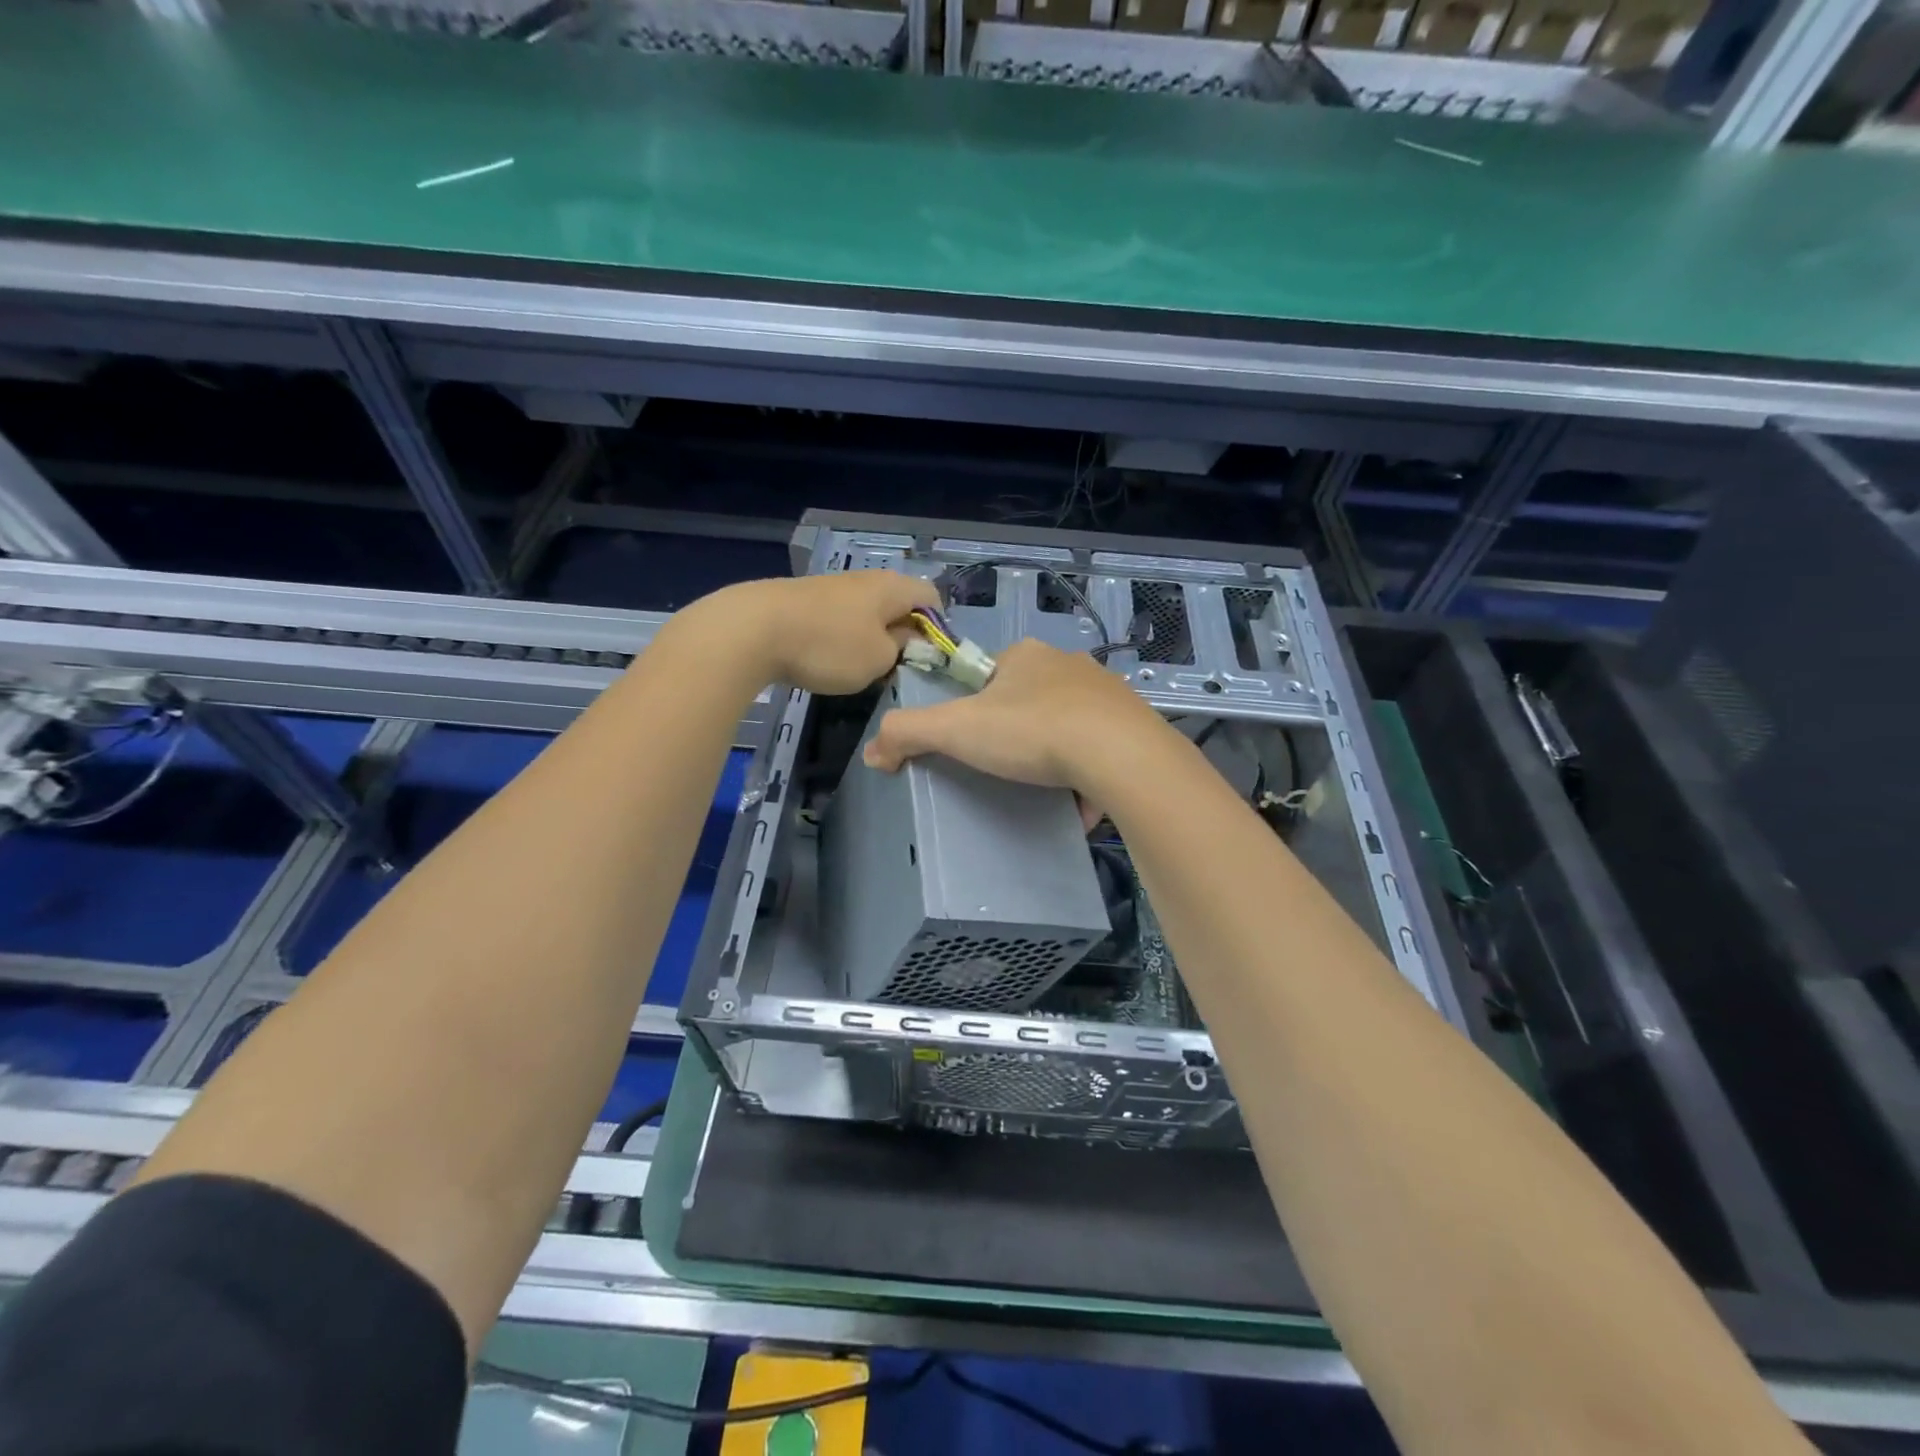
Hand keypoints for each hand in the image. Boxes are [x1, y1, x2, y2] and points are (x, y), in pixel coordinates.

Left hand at [702, 571, 940, 694]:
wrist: (753, 630)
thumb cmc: (829, 646)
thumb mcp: (879, 659)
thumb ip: (900, 649)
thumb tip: (901, 638)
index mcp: (893, 587)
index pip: (932, 597)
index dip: (936, 627)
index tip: (926, 657)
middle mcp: (866, 579)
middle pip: (897, 603)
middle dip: (901, 633)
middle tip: (894, 667)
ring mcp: (832, 586)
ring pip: (866, 611)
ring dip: (869, 637)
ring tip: (858, 667)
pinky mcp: (804, 599)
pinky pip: (837, 617)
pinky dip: (840, 636)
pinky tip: (826, 658)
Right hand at [863, 638, 1172, 795]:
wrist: (1120, 755)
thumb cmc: (1031, 732)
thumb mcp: (957, 729)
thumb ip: (909, 733)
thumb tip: (872, 751)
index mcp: (1026, 656)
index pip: (989, 673)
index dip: (976, 704)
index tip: (974, 738)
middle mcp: (1069, 664)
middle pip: (1030, 696)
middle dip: (1017, 727)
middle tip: (1007, 765)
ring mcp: (1107, 694)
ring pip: (1069, 721)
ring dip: (1055, 748)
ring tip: (1043, 784)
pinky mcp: (1133, 725)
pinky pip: (1101, 746)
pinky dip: (1088, 770)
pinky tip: (1080, 798)